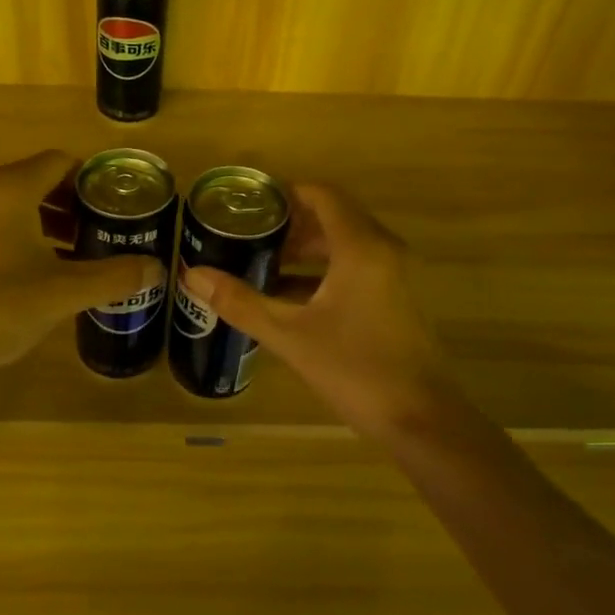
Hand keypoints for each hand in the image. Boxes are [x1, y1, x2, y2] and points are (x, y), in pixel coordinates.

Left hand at [0, 150, 165, 373]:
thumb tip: (158, 269)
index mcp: (10, 189)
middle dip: (78, 201)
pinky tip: (52, 266)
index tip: (121, 204)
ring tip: (86, 247)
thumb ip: (114, 276)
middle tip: (110, 227)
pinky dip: (31, 232)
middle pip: (42, 178)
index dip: (94, 179)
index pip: (61, 162)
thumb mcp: (64, 291)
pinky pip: (4, 221)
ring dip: (55, 218)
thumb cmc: (0, 306)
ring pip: (23, 202)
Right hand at [183, 184, 447, 439]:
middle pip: (334, 217)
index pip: (323, 195)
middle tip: (250, 235)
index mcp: (361, 247)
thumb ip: (241, 302)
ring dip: (307, 249)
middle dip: (291, 224)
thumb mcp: (290, 335)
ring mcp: (396, 275)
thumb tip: (192, 275)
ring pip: (346, 244)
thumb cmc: (356, 370)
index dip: (286, 192)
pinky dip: (324, 271)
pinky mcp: (399, 298)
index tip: (250, 203)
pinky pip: (357, 266)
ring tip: (264, 263)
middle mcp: (384, 250)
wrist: (423, 422)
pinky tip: (291, 296)